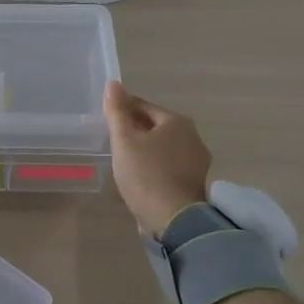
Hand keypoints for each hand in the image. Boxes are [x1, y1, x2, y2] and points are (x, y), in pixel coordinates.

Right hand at [104, 81, 212, 236]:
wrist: (174, 219)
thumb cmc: (146, 174)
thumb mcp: (124, 140)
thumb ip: (117, 112)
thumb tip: (114, 84)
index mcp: (177, 122)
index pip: (143, 106)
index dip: (123, 109)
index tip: (106, 117)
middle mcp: (192, 137)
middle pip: (156, 126)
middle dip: (135, 129)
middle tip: (112, 138)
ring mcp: (197, 161)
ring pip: (164, 147)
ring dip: (146, 149)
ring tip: (124, 158)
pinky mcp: (194, 182)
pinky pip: (169, 166)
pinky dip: (155, 166)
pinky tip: (140, 176)